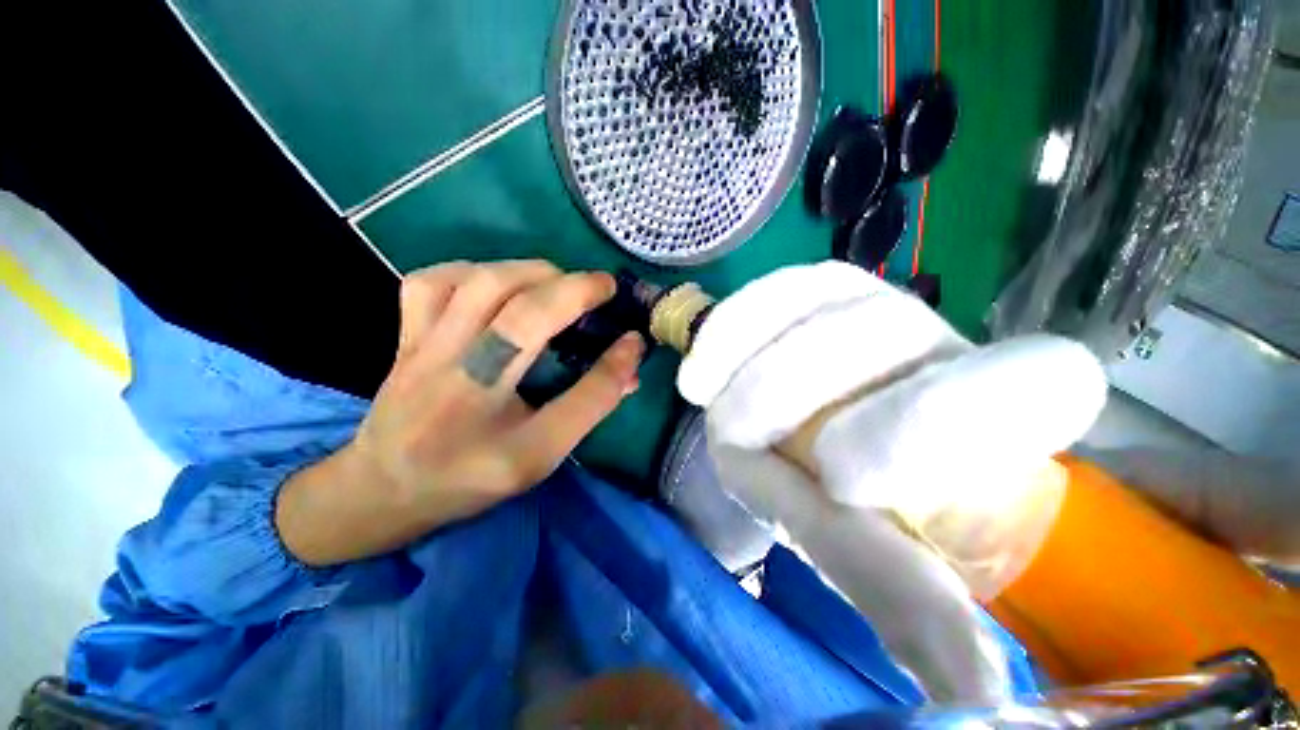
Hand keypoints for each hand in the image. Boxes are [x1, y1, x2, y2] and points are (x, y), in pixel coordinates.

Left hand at [277, 260, 642, 565]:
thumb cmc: (470, 478)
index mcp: (494, 417)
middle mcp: (455, 373)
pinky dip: (472, 271)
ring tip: (554, 284)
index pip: (563, 370)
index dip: (602, 337)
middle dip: (568, 286)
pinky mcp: (405, 335)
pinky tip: (494, 285)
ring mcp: (422, 347)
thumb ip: (590, 403)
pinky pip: (431, 282)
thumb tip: (629, 356)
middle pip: (514, 305)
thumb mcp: (542, 455)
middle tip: (595, 291)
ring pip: (476, 283)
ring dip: (528, 272)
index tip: (628, 319)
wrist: (382, 489)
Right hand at [678, 262, 1105, 701]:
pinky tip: (703, 366)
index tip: (843, 484)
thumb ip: (920, 610)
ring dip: (760, 359)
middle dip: (806, 388)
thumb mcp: (886, 570)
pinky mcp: (818, 292)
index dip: (938, 423)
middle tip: (748, 439)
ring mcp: (874, 306)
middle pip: (890, 333)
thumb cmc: (866, 513)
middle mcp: (941, 345)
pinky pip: (778, 289)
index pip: (1036, 383)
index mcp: (997, 416)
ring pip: (826, 301)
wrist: (827, 441)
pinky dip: (733, 323)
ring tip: (715, 400)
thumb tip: (970, 701)